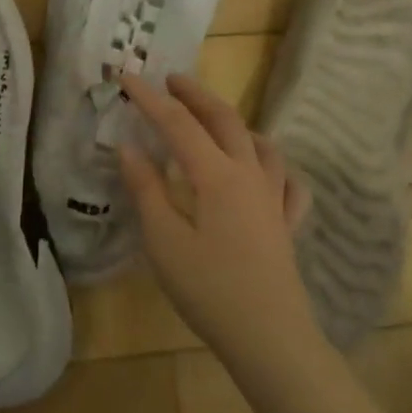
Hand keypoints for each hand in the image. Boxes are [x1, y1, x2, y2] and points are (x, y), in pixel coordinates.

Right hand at [116, 73, 313, 352]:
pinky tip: (264, 171)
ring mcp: (274, 198)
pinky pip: (285, 181)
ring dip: (233, 122)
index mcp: (216, 175)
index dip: (149, 98)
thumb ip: (146, 190)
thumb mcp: (164, 240)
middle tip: (170, 80)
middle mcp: (249, 175)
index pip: (177, 124)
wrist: (269, 336)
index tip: (125, 76)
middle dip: (195, 96)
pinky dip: (271, 165)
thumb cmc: (208, 288)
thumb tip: (128, 148)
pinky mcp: (286, 224)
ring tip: (214, 119)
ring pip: (259, 144)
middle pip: (224, 121)